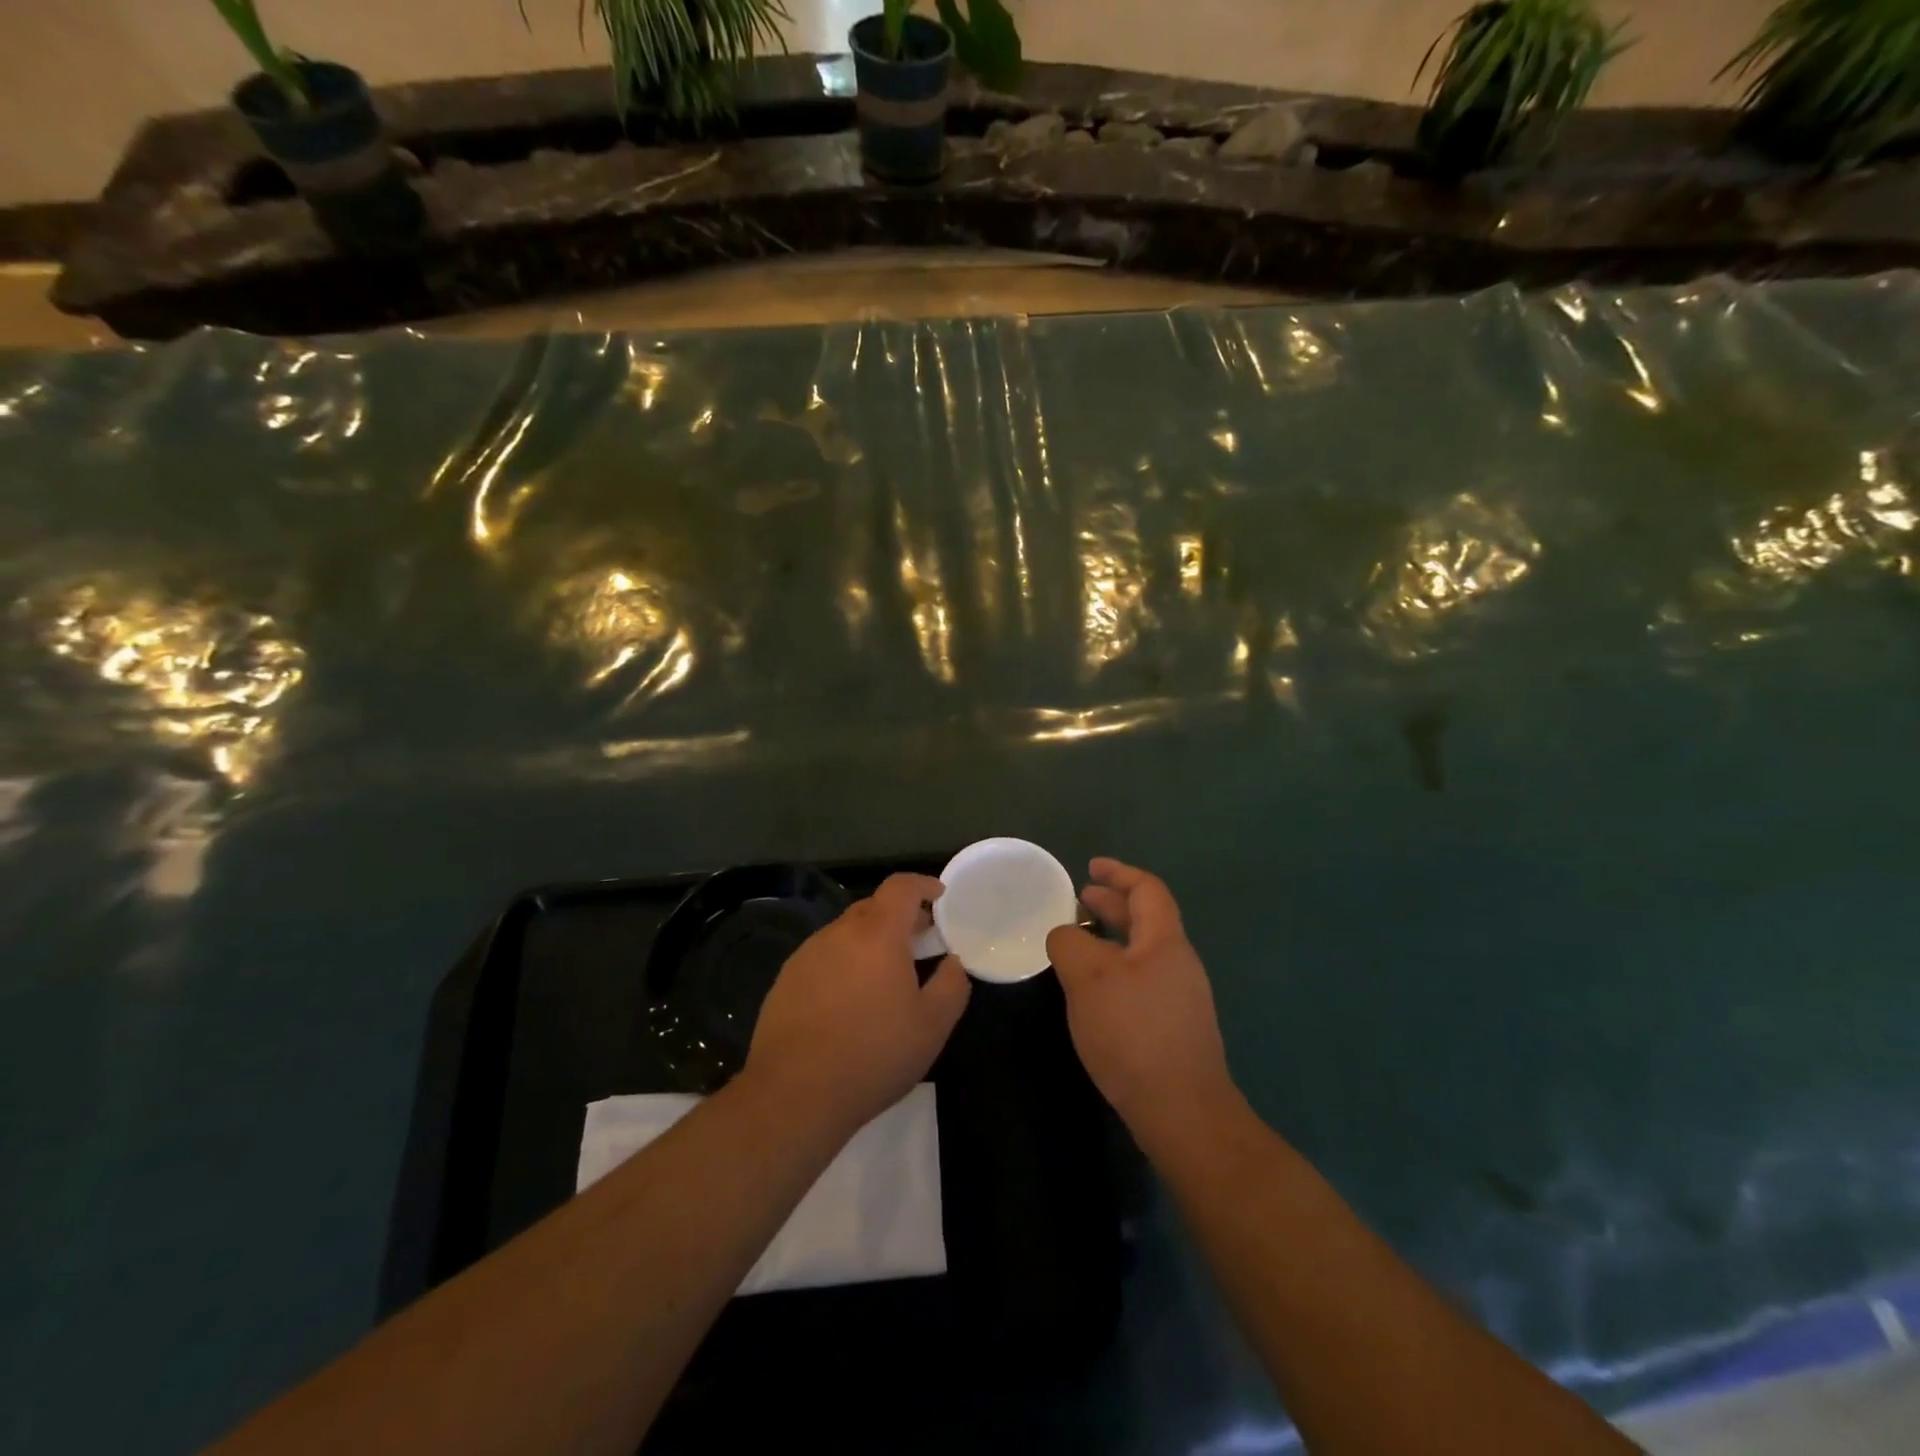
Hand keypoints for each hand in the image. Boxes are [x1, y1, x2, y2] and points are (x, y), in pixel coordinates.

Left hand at [745, 874, 970, 1135]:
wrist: (793, 1094)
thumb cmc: (872, 1055)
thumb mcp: (932, 1026)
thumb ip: (951, 985)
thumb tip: (953, 962)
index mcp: (877, 934)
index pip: (900, 887)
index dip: (922, 885)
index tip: (939, 897)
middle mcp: (838, 933)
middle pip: (873, 907)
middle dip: (899, 916)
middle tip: (920, 941)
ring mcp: (807, 954)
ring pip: (846, 932)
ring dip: (869, 942)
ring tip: (885, 975)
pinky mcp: (786, 979)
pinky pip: (823, 956)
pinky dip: (843, 963)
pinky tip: (849, 1000)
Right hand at [1046, 859, 1238, 1158]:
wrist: (1181, 1111)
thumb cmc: (1133, 1032)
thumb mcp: (1088, 977)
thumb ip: (1070, 943)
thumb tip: (1066, 935)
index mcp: (1165, 941)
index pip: (1147, 889)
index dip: (1119, 873)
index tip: (1091, 867)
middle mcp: (1178, 963)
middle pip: (1145, 919)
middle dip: (1111, 905)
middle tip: (1077, 902)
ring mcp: (1180, 997)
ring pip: (1141, 952)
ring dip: (1110, 939)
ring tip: (1078, 945)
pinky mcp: (1173, 1028)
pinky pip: (1141, 981)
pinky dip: (1115, 970)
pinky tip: (1093, 992)